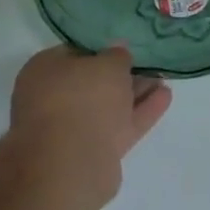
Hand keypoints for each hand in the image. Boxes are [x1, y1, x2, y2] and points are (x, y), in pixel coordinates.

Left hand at [9, 45, 172, 201]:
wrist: (72, 163)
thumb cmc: (83, 98)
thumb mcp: (108, 63)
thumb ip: (117, 55)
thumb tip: (118, 51)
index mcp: (43, 72)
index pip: (73, 52)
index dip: (100, 49)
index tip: (124, 47)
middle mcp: (51, 99)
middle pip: (91, 83)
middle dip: (120, 75)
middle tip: (147, 63)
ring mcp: (70, 129)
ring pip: (107, 106)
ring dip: (134, 93)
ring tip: (163, 78)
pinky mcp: (91, 152)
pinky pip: (119, 125)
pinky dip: (140, 112)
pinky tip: (165, 97)